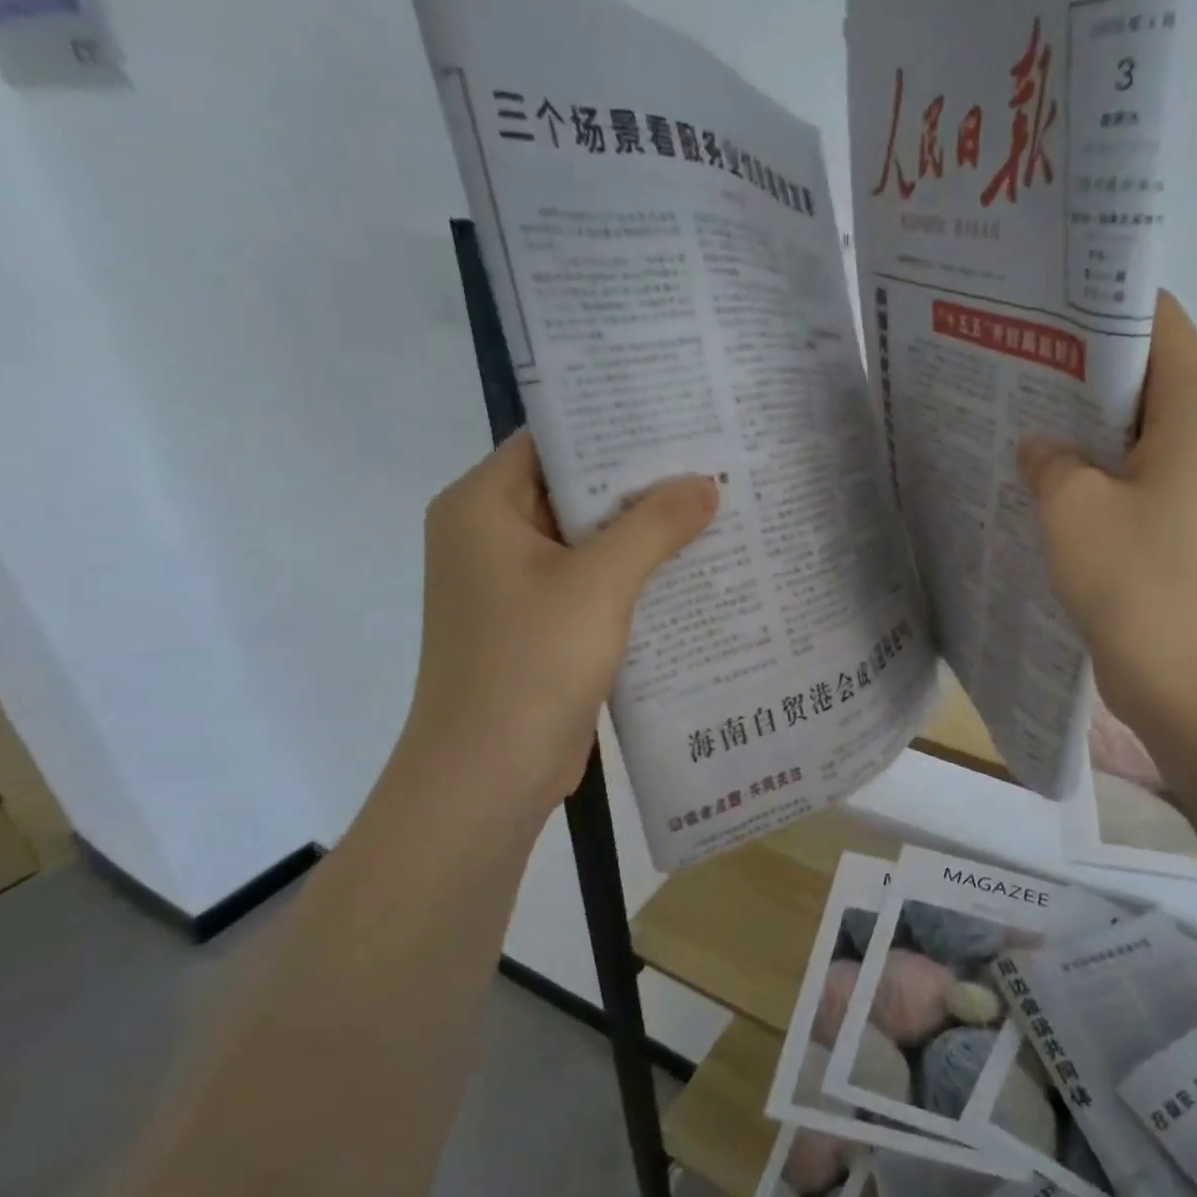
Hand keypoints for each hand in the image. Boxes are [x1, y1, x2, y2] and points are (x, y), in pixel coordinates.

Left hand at [391, 430, 716, 830]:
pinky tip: (691, 571)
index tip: (679, 420)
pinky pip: (591, 583)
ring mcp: (513, 584)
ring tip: (714, 510)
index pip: (553, 441)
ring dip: (643, 533)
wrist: (488, 776)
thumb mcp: (600, 583)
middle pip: (574, 490)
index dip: (615, 427)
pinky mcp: (537, 625)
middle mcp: (490, 535)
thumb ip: (655, 525)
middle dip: (642, 483)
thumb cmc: (531, 663)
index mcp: (482, 506)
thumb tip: (706, 482)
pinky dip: (633, 576)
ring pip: (587, 540)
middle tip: (711, 463)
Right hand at [1018, 290, 1196, 735]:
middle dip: (1072, 366)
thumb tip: (1039, 447)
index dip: (1096, 305)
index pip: (1154, 320)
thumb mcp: (1075, 508)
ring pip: (1125, 431)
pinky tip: (1029, 477)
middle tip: (1002, 360)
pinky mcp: (1170, 526)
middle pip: (1137, 374)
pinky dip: (1083, 473)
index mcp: (1195, 407)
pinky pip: (1123, 479)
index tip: (1034, 308)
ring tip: (1005, 412)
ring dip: (1073, 426)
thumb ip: (1049, 460)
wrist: (1194, 686)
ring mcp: (1188, 484)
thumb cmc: (1140, 582)